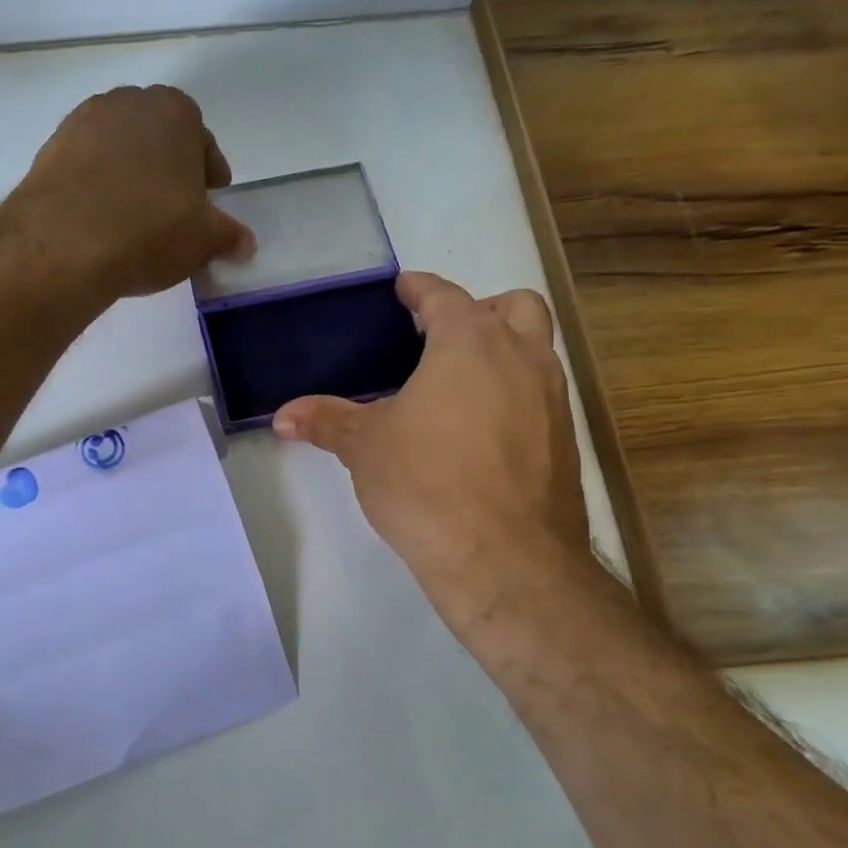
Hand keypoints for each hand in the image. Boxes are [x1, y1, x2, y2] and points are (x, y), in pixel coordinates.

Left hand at [3, 86, 253, 298]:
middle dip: (168, 167)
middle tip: (173, 207)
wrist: (64, 243)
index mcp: (175, 112)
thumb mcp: (203, 240)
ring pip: (118, 148)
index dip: (208, 172)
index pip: (202, 139)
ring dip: (129, 174)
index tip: (209, 199)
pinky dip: (96, 185)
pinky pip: (85, 165)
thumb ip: (228, 236)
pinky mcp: (49, 150)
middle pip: (157, 136)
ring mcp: (82, 122)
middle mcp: (128, 103)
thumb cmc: (150, 230)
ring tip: (133, 215)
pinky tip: (100, 219)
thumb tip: (245, 244)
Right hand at [272, 273, 595, 634]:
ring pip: (535, 351)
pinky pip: (539, 397)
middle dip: (477, 311)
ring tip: (456, 386)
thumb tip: (283, 416)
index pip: (445, 296)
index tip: (404, 288)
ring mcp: (551, 400)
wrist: (506, 558)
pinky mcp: (564, 442)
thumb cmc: (427, 483)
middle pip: (512, 308)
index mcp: (470, 343)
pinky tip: (477, 432)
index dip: (420, 289)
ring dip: (502, 352)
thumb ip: (326, 421)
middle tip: (439, 339)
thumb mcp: (365, 447)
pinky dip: (513, 395)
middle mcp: (522, 358)